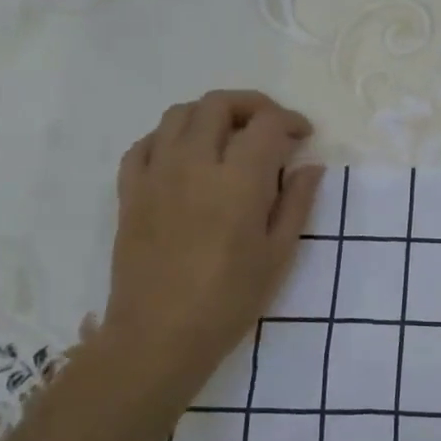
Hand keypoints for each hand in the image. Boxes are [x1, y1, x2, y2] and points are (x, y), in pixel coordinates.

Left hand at [97, 90, 323, 415]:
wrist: (158, 336)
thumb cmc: (229, 299)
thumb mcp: (278, 254)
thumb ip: (297, 203)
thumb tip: (310, 166)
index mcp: (238, 180)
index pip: (266, 124)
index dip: (290, 121)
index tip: (303, 136)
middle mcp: (194, 164)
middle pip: (219, 104)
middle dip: (252, 105)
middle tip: (270, 127)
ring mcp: (156, 174)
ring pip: (178, 114)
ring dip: (210, 115)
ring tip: (229, 137)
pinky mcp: (130, 192)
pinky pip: (144, 144)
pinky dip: (168, 137)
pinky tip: (184, 156)